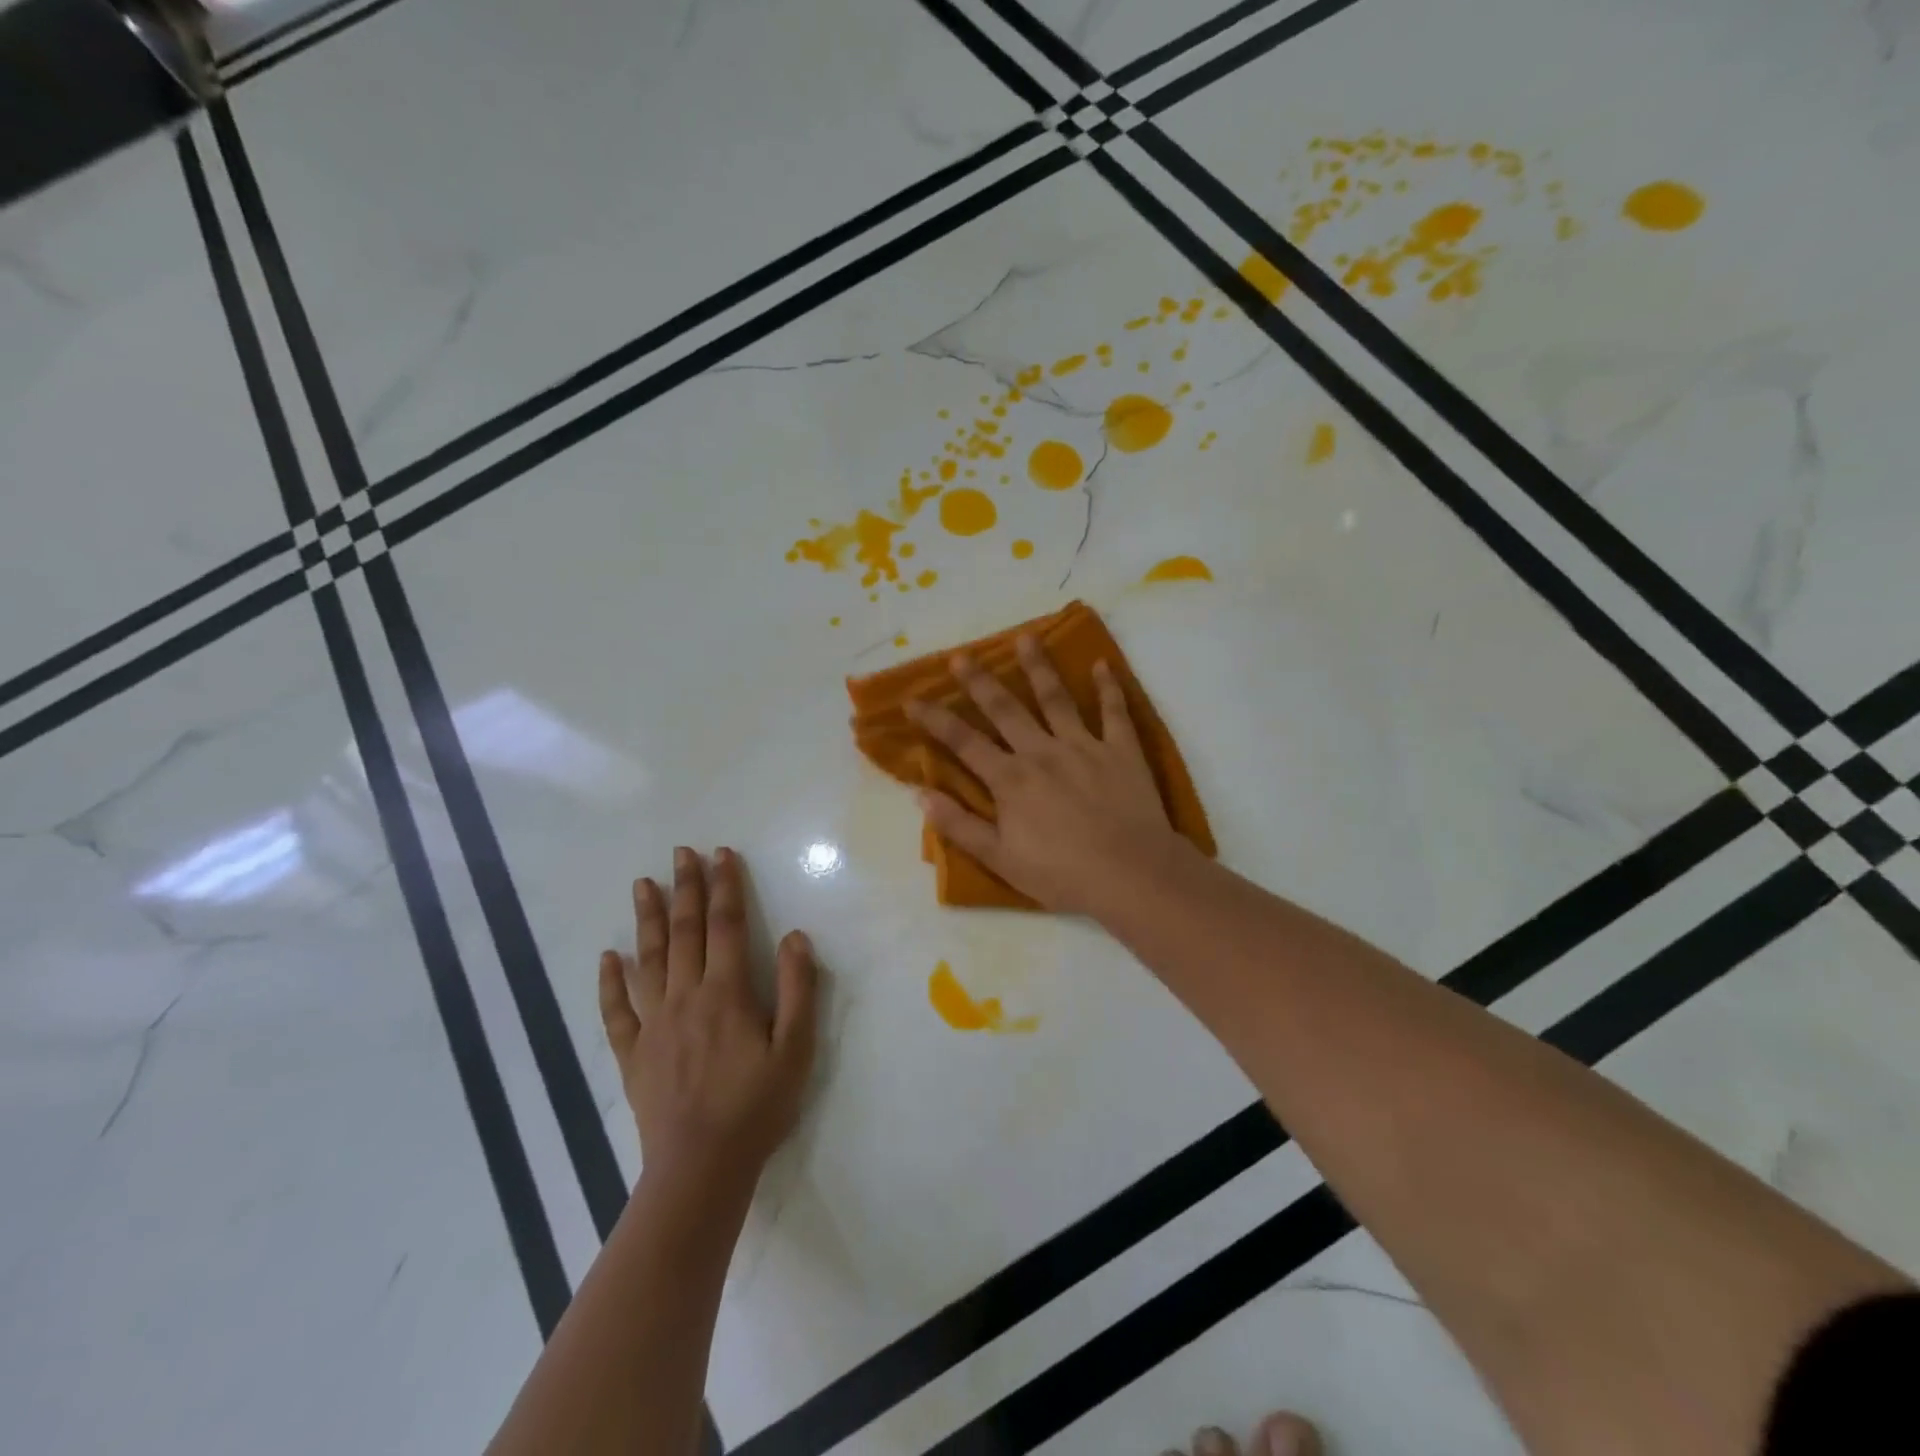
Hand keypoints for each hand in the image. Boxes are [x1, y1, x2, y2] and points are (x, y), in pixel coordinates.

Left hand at [598, 847, 817, 1206]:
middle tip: (680, 853)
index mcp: (726, 993)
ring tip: (642, 885)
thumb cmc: (757, 1106)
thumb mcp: (796, 1049)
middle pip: (685, 932)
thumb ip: (797, 989)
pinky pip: (616, 1011)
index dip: (725, 887)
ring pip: (648, 960)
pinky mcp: (633, 1054)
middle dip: (685, 888)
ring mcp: (654, 1025)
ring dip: (648, 920)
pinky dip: (610, 982)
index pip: (726, 926)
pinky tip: (608, 957)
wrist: (701, 1168)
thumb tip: (794, 936)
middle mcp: (686, 998)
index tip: (721, 854)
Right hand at [905, 635, 1186, 915]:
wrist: (1131, 874)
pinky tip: (1102, 664)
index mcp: (1010, 779)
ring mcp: (1084, 746)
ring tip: (1026, 638)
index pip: (964, 742)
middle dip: (979, 681)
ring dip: (1038, 667)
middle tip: (961, 656)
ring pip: (1056, 698)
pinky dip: (1109, 687)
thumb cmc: (1062, 874)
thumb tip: (920, 794)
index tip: (912, 699)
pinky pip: (1114, 712)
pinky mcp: (1121, 750)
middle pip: (1005, 709)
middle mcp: (1042, 752)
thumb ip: (959, 825)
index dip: (936, 719)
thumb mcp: (1000, 858)